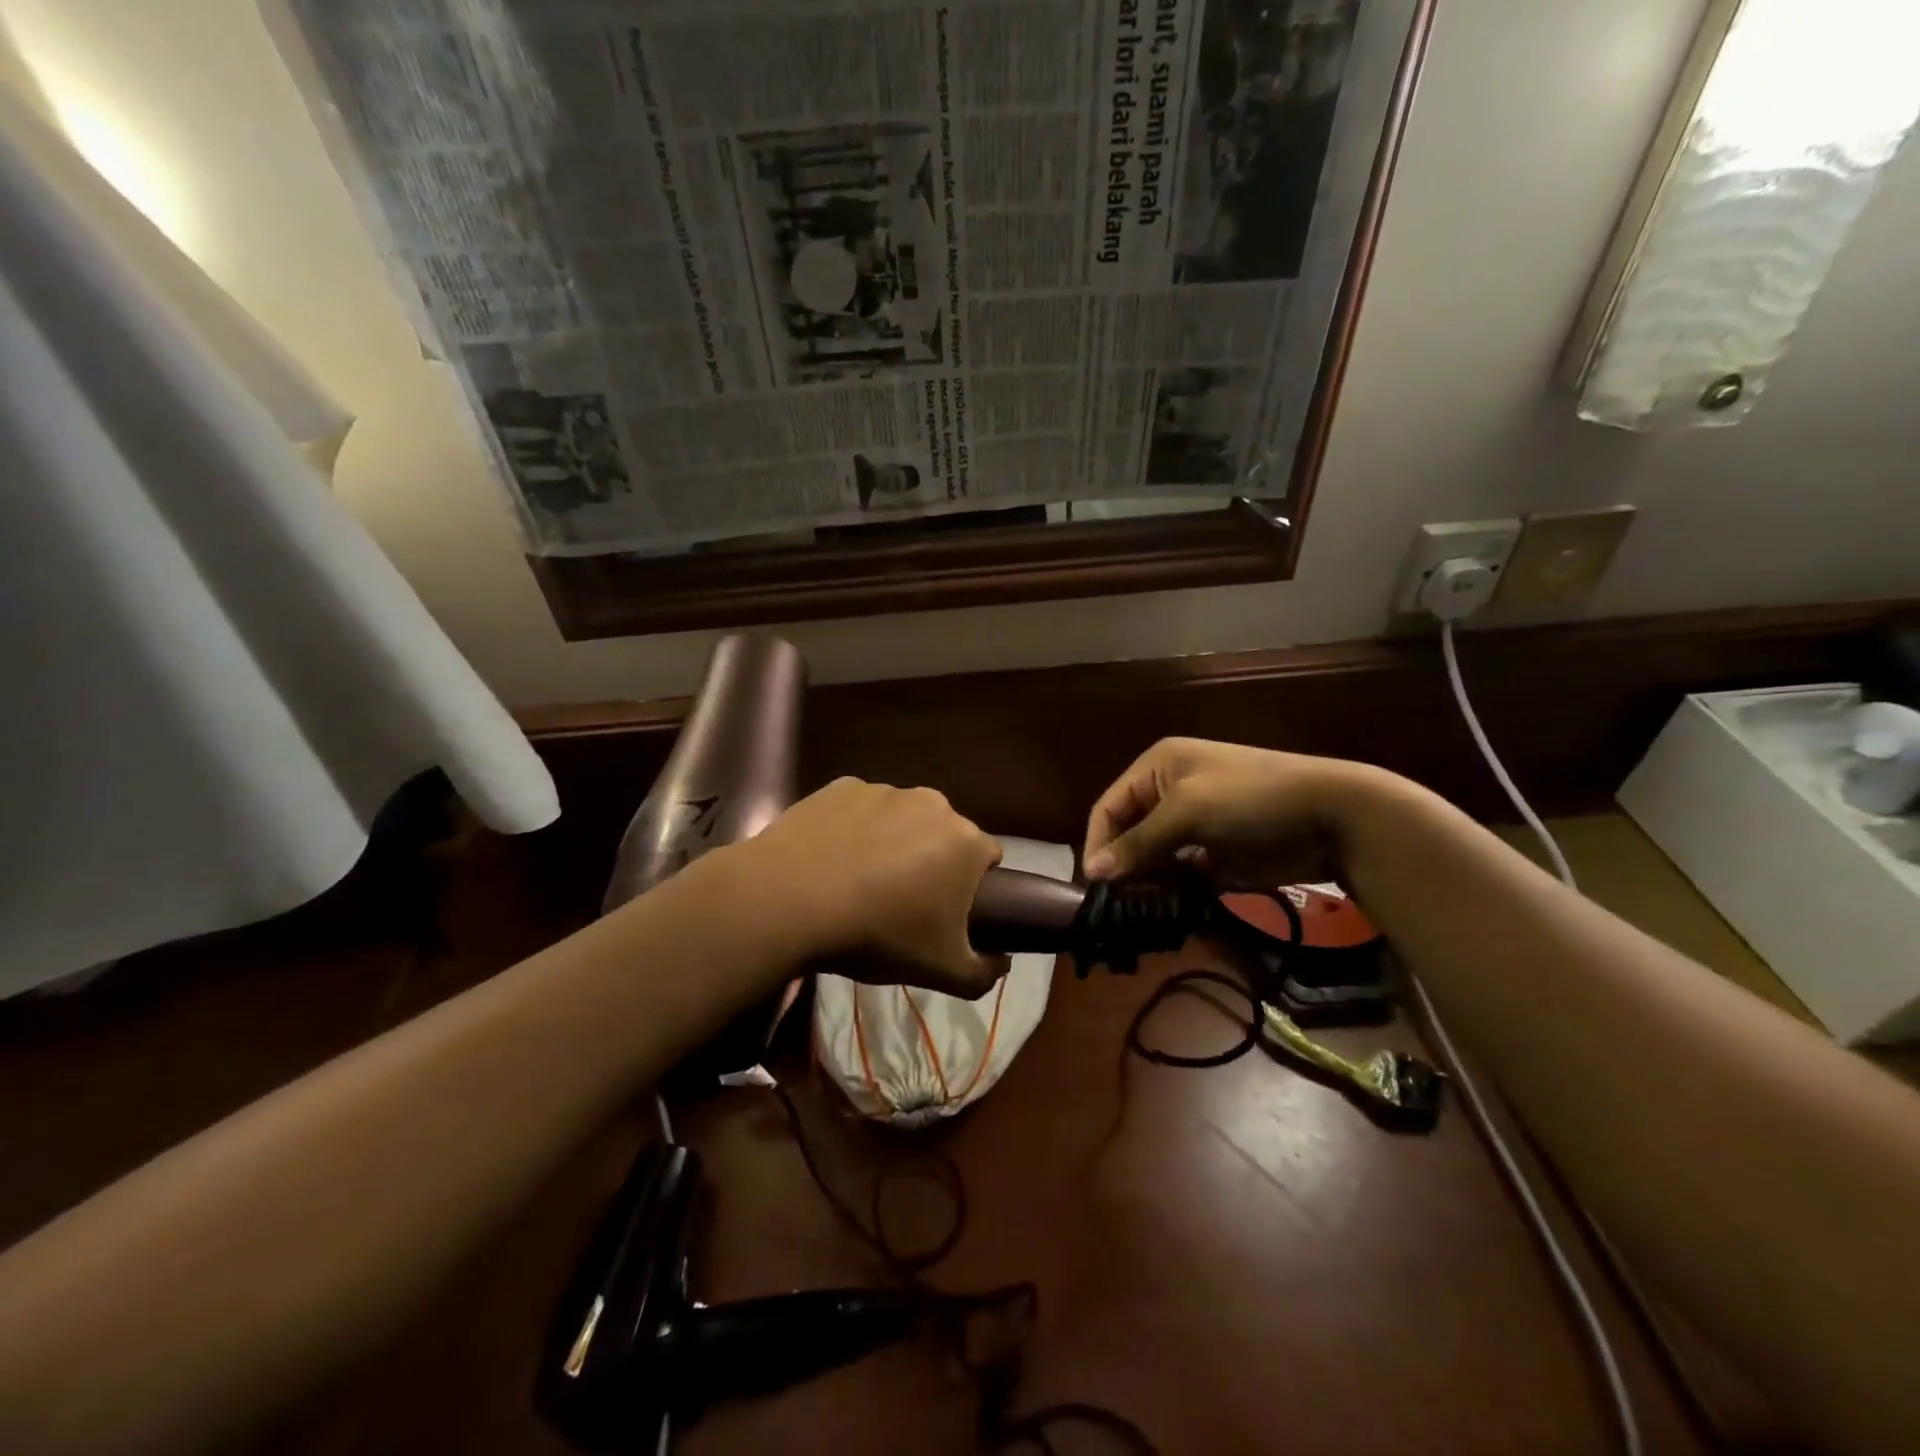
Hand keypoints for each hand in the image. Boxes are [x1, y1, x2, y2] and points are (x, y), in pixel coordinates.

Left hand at [741, 778, 1009, 998]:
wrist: (790, 900)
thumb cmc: (878, 934)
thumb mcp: (942, 972)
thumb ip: (984, 973)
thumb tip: (1000, 962)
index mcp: (965, 841)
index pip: (987, 858)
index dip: (972, 887)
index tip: (946, 913)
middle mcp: (932, 804)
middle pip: (944, 835)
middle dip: (932, 861)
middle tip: (902, 901)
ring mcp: (884, 791)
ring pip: (901, 819)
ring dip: (892, 842)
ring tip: (859, 882)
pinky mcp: (841, 787)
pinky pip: (859, 810)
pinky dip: (853, 830)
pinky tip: (830, 860)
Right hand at [1082, 738, 1385, 886]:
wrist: (1332, 816)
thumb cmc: (1249, 799)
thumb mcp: (1187, 813)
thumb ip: (1138, 843)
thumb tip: (1092, 872)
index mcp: (1156, 767)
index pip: (1109, 807)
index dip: (1098, 843)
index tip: (1094, 885)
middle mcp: (1169, 792)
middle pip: (1129, 833)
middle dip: (1124, 865)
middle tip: (1119, 902)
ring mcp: (1195, 824)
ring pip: (1153, 857)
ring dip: (1148, 881)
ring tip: (1144, 907)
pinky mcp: (1216, 852)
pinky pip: (1181, 874)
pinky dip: (1175, 889)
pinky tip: (1172, 906)